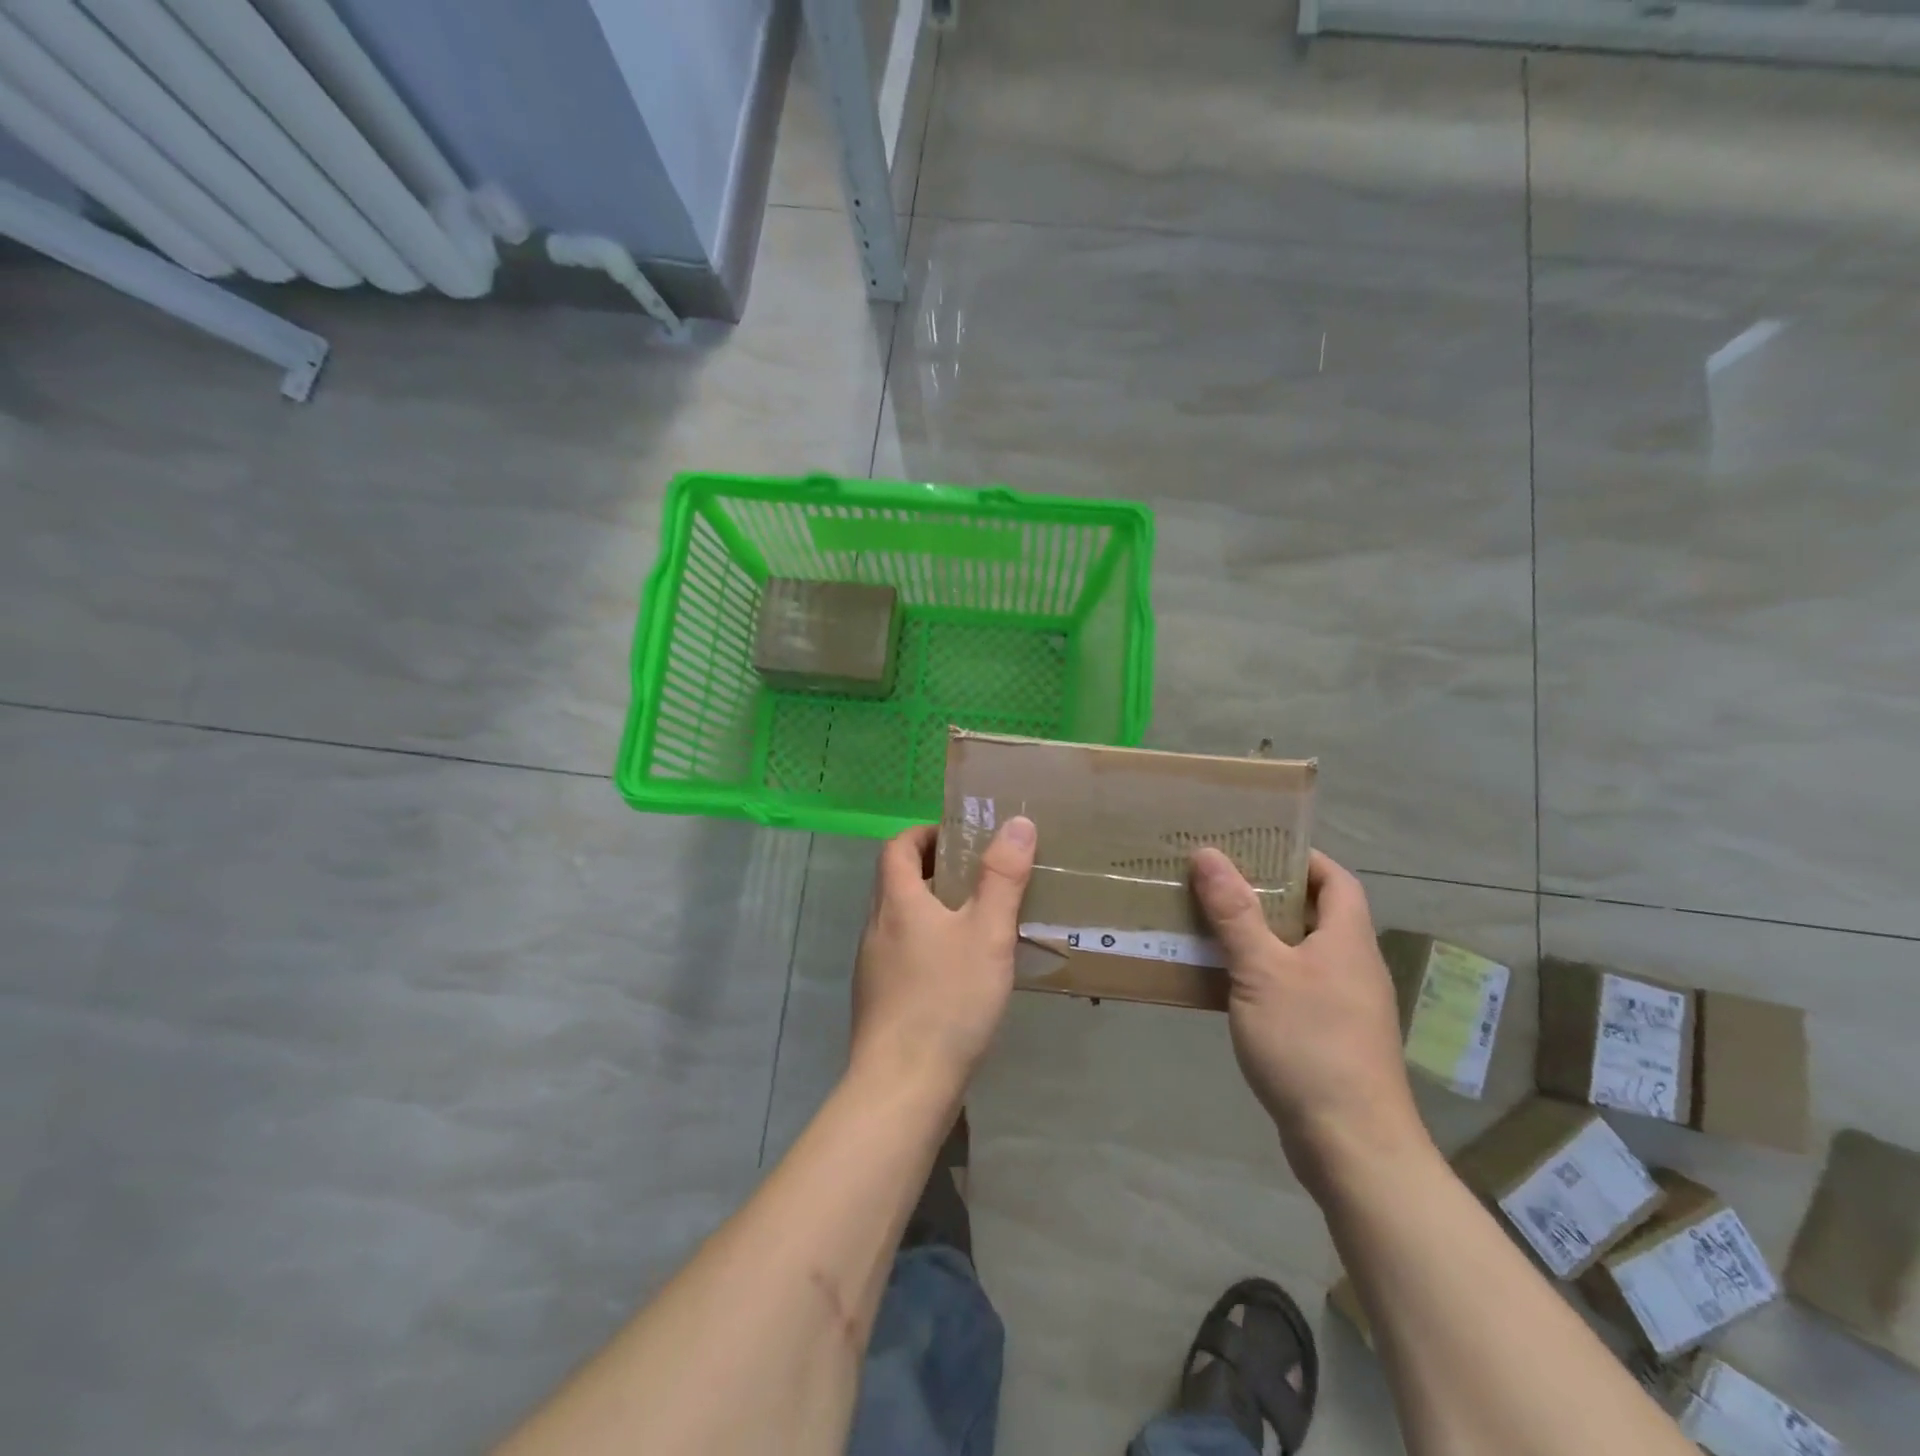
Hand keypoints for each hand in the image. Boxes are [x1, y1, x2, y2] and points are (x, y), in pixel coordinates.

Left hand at [849, 817, 1037, 1097]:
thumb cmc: (947, 1000)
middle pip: (895, 881)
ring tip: (976, 919)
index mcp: (896, 902)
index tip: (959, 836)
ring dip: (931, 908)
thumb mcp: (986, 933)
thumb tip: (1017, 822)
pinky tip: (959, 970)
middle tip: (978, 874)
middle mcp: (876, 927)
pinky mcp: (879, 999)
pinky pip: (902, 953)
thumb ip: (1002, 878)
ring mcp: (873, 966)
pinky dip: (927, 943)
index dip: (924, 833)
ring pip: (899, 920)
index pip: (897, 846)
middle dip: (933, 868)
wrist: (902, 1086)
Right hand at [1191, 847, 1431, 1192]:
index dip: (1302, 858)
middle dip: (1268, 894)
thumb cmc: (1309, 1044)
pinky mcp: (1328, 1039)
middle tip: (1217, 881)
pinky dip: (1260, 975)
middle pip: (1314, 914)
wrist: (1352, 1145)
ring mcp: (1343, 1006)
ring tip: (1210, 924)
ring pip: (1298, 953)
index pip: (1336, 879)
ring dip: (1259, 936)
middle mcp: (1352, 967)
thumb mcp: (1262, 970)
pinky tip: (1223, 983)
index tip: (1255, 847)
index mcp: (1347, 940)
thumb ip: (1234, 912)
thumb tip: (1209, 854)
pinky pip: (1291, 988)